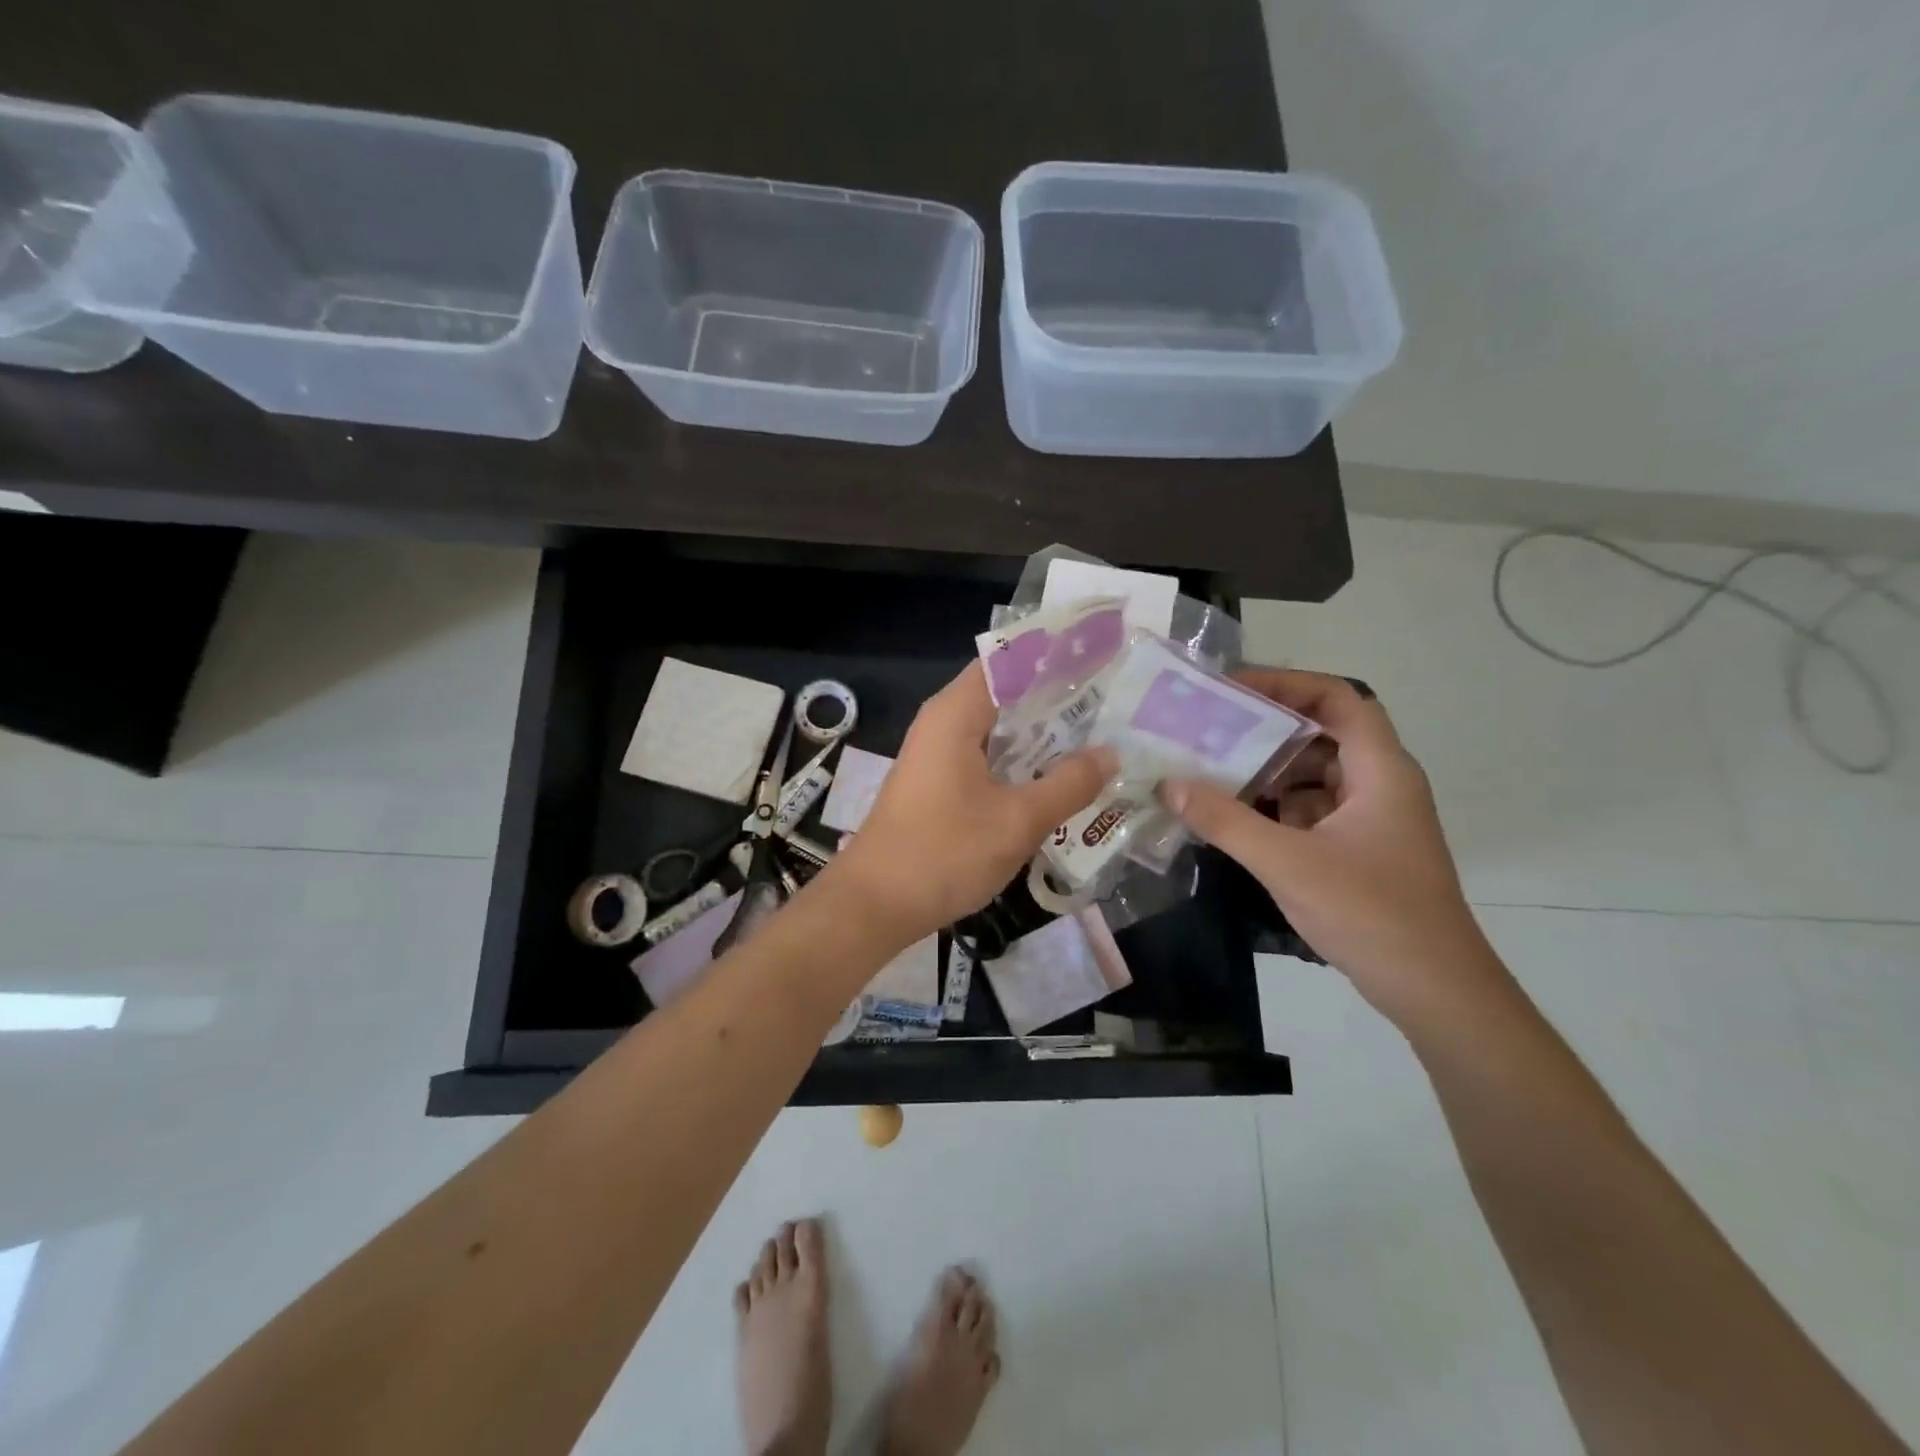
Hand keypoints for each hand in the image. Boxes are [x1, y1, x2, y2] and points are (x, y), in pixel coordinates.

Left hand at [829, 662, 1116, 943]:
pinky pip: (988, 757)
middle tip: (1115, 704)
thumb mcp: (1018, 820)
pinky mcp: (939, 784)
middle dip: (1059, 698)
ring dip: (1043, 734)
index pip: (1011, 660)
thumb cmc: (944, 853)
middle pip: (1007, 693)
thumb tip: (1111, 753)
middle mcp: (944, 722)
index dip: (1056, 656)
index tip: (1104, 660)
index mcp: (956, 712)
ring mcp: (938, 754)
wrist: (874, 905)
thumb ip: (1068, 784)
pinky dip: (1022, 761)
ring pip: (999, 729)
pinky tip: (1058, 778)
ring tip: (1100, 736)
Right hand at [1161, 669, 1501, 1023]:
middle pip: (1322, 735)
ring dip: (1267, 771)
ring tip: (1209, 768)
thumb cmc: (1370, 913)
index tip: (1234, 688)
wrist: (1435, 991)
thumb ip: (1225, 821)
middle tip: (1208, 728)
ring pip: (1315, 776)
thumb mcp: (1288, 862)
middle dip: (1265, 729)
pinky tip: (1233, 817)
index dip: (1289, 684)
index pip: (1340, 699)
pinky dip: (1276, 807)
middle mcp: (1380, 784)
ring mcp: (1372, 820)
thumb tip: (1169, 784)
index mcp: (1380, 771)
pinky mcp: (1360, 850)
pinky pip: (1312, 810)